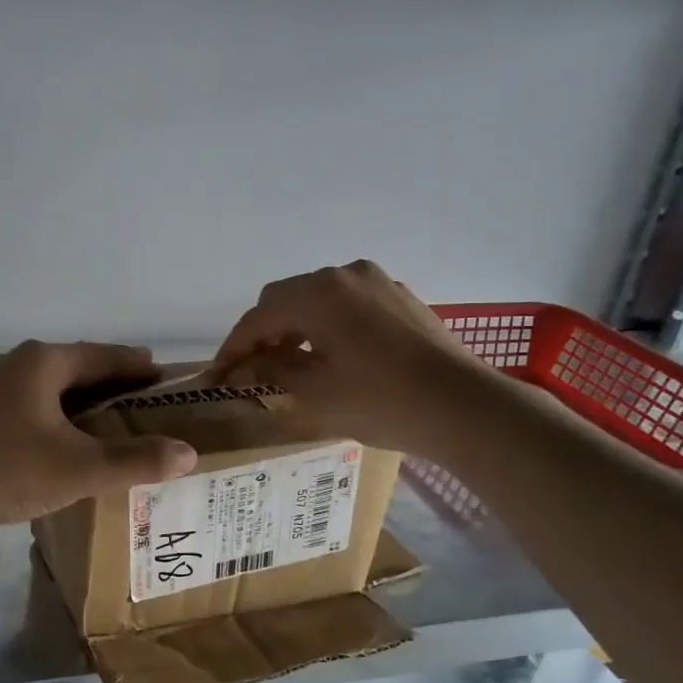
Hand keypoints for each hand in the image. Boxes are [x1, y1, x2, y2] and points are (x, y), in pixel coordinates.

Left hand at [0, 341, 198, 529]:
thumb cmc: (5, 467)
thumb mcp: (80, 467)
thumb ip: (136, 460)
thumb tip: (188, 454)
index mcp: (45, 361)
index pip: (107, 356)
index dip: (141, 368)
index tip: (169, 379)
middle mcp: (18, 364)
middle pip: (79, 370)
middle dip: (115, 388)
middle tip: (149, 408)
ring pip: (53, 391)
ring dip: (84, 407)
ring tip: (113, 429)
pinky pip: (32, 409)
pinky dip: (58, 421)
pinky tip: (65, 446)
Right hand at [212, 261, 492, 457]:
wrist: (465, 407)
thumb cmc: (381, 401)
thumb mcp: (314, 392)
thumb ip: (269, 372)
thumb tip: (238, 369)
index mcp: (318, 293)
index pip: (258, 316)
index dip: (234, 347)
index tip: (218, 375)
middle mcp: (345, 275)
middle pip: (286, 299)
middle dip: (263, 332)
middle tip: (251, 369)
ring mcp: (377, 282)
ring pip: (317, 299)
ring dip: (295, 327)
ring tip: (288, 363)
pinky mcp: (400, 298)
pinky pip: (347, 304)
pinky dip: (327, 324)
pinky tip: (330, 354)